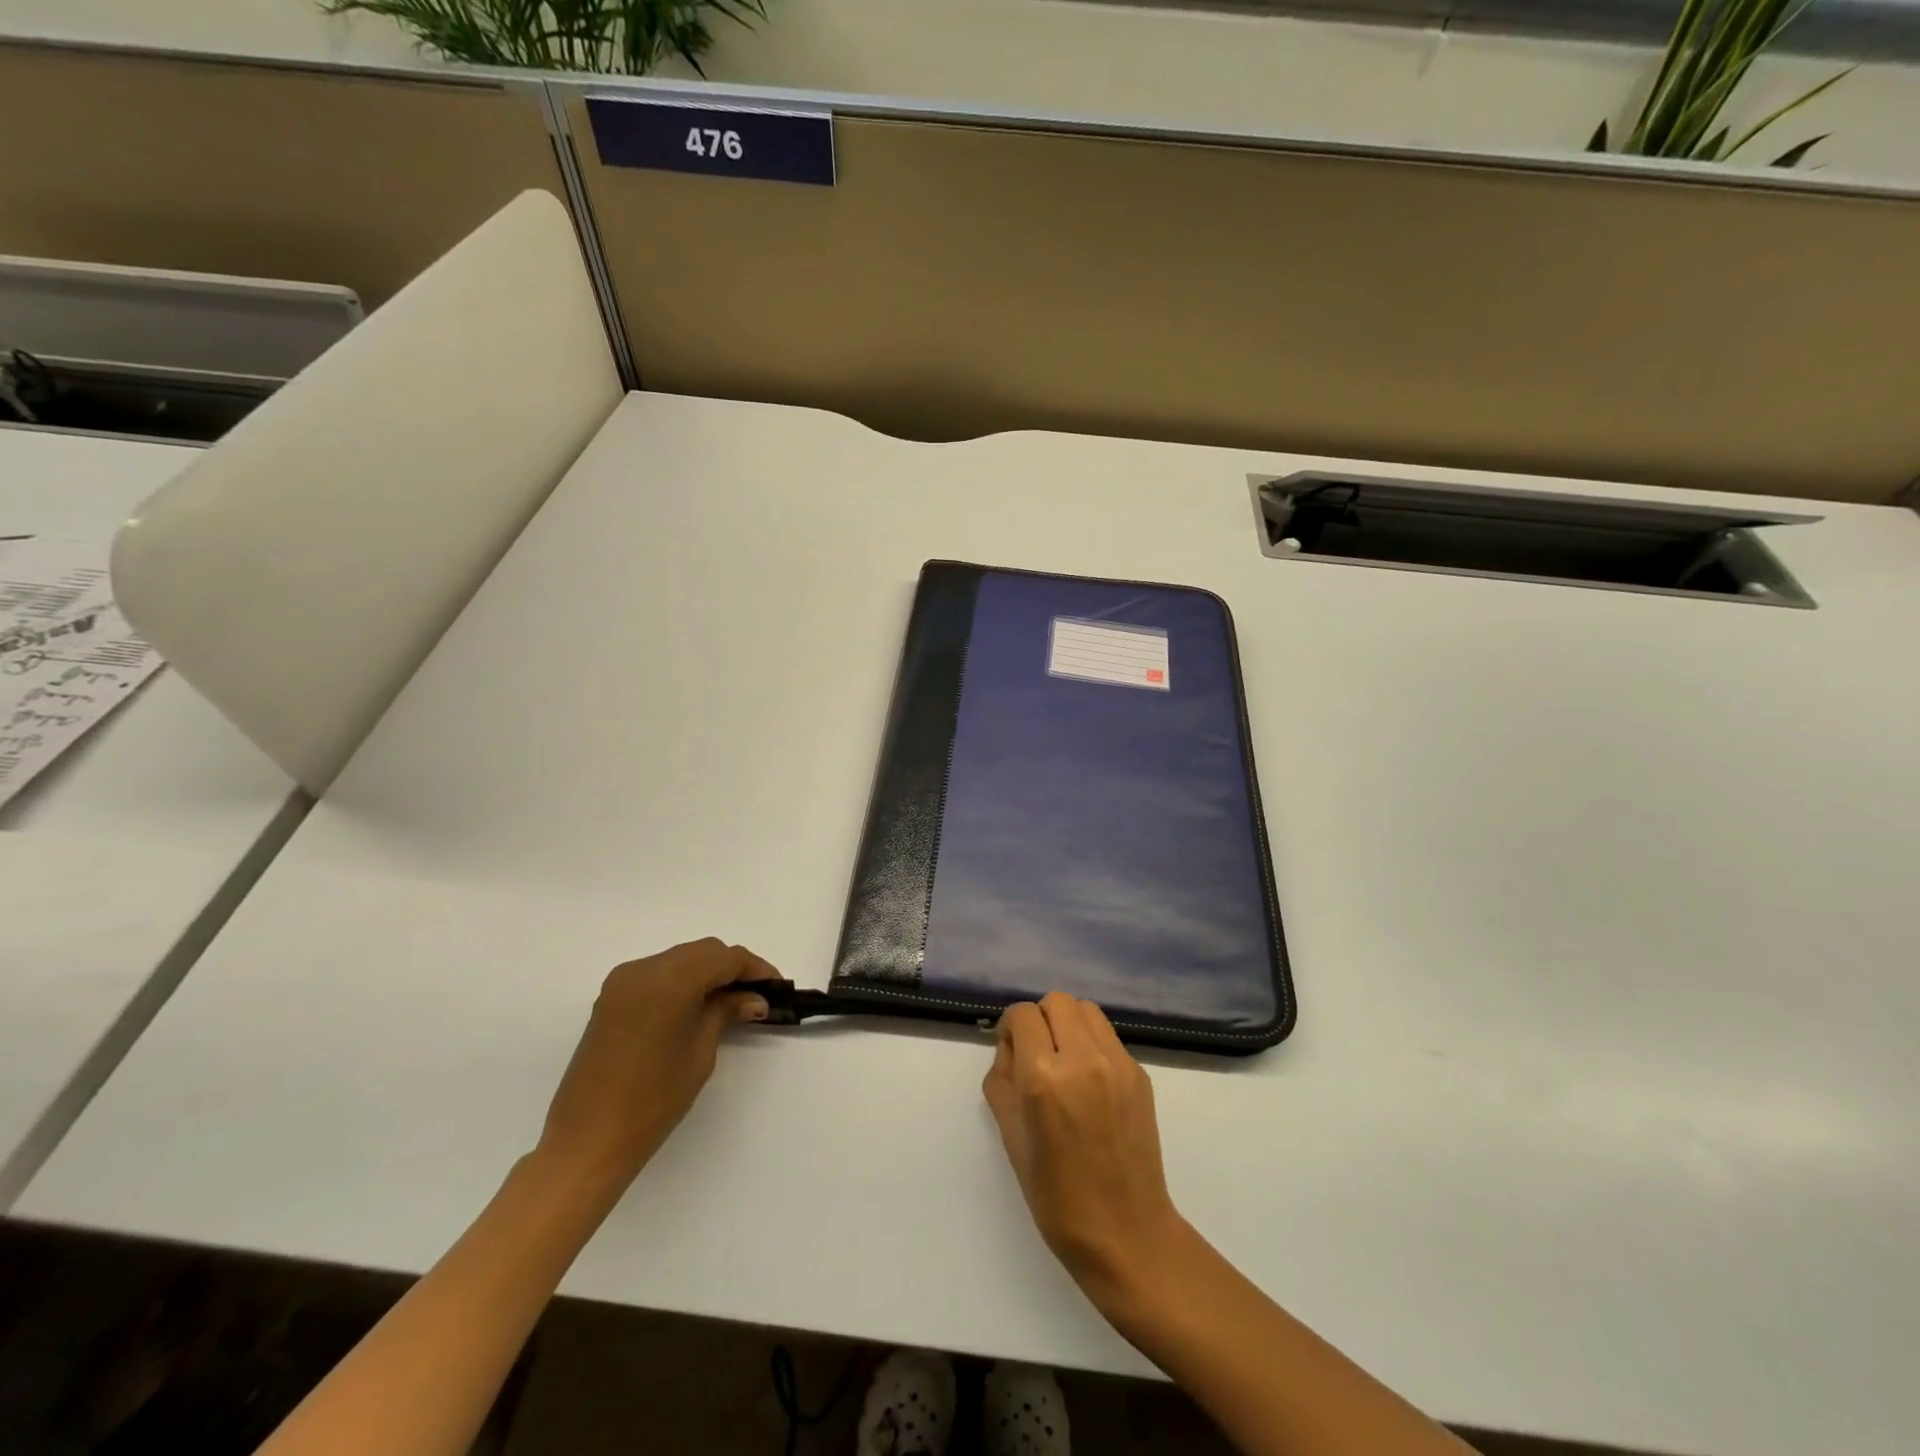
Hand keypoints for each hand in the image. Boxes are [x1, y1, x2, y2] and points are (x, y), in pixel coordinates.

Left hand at [532, 939, 776, 1204]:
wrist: (588, 1140)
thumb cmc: (653, 1098)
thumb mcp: (701, 1052)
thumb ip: (726, 1012)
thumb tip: (753, 998)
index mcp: (670, 978)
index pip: (725, 958)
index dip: (755, 969)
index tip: (776, 988)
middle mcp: (644, 968)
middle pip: (702, 952)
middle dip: (732, 968)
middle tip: (756, 996)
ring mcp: (623, 981)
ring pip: (679, 959)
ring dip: (707, 973)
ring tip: (731, 1002)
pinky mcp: (611, 998)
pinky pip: (658, 975)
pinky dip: (682, 982)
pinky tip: (697, 1006)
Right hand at [983, 993, 1186, 1300]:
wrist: (1126, 1233)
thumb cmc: (1057, 1197)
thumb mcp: (1011, 1138)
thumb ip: (1003, 1081)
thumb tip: (1010, 1050)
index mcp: (1044, 1077)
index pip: (1023, 1015)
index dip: (1010, 1029)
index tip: (1010, 1053)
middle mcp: (1083, 1058)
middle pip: (1056, 1002)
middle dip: (1039, 1020)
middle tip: (1036, 1054)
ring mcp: (1117, 1063)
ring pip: (1086, 1010)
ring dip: (1068, 1024)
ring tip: (1064, 1061)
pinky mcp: (1140, 1073)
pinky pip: (1107, 1037)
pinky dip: (1091, 1044)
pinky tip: (1089, 1083)